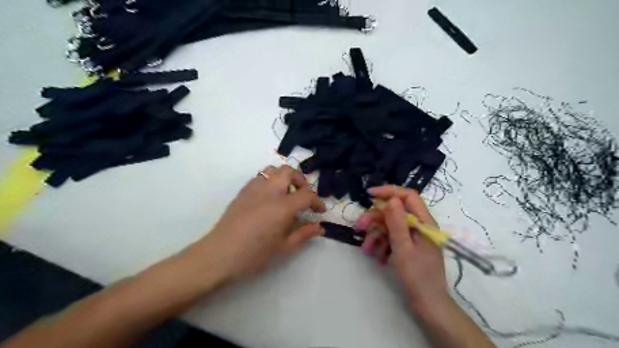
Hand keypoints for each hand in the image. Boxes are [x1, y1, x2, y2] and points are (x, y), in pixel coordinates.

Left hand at [190, 164, 325, 282]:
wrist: (220, 254)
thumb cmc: (254, 254)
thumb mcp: (284, 247)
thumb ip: (304, 234)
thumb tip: (320, 228)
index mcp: (282, 206)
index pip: (306, 194)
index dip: (316, 201)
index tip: (319, 210)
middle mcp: (269, 191)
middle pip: (289, 172)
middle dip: (301, 181)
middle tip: (303, 196)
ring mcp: (254, 188)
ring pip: (273, 170)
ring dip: (284, 177)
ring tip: (286, 193)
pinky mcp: (243, 191)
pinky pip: (260, 177)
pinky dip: (270, 181)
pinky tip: (269, 197)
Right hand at [355, 186, 447, 308]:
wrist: (428, 305)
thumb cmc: (417, 276)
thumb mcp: (404, 248)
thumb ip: (397, 222)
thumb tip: (391, 198)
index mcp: (423, 222)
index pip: (407, 196)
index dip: (389, 191)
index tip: (369, 195)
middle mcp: (419, 226)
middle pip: (394, 212)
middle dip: (375, 219)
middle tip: (359, 227)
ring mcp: (413, 237)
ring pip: (390, 226)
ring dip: (376, 235)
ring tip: (366, 249)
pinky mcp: (408, 247)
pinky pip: (392, 238)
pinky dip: (382, 244)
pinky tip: (376, 256)